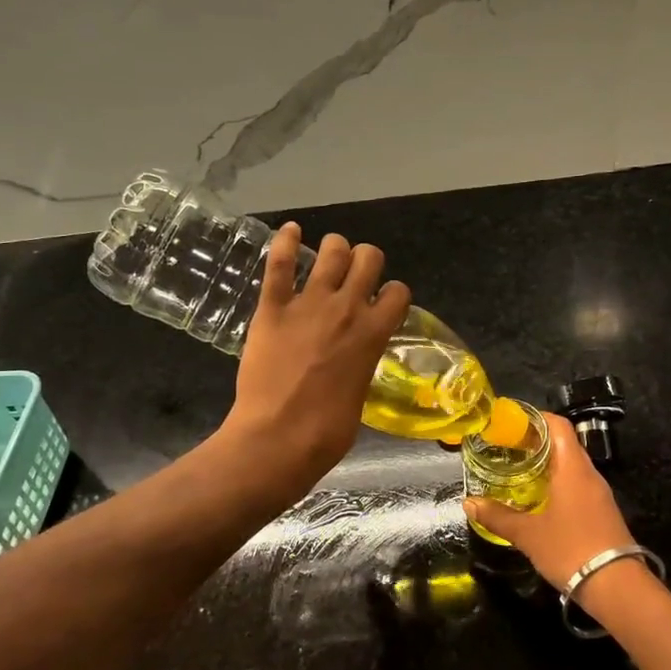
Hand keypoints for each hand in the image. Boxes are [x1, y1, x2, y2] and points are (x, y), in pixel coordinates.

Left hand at [221, 223, 411, 496]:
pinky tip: (289, 231)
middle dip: (365, 261)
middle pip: (369, 257)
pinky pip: (280, 263)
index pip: (398, 291)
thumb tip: (353, 361)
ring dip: (334, 249)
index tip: (381, 303)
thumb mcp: (359, 395)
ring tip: (327, 258)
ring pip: (331, 250)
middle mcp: (347, 308)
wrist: (278, 438)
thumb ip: (360, 364)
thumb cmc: (326, 432)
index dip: (392, 293)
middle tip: (354, 276)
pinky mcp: (272, 307)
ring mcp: (308, 303)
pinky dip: (284, 241)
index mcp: (374, 333)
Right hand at [464, 414, 638, 590]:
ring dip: (546, 463)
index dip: (535, 418)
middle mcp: (589, 474)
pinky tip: (538, 498)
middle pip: (563, 443)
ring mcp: (598, 494)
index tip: (509, 423)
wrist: (617, 587)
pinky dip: (556, 482)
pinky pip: (577, 484)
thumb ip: (497, 516)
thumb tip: (469, 502)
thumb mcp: (528, 534)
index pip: (558, 425)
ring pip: (571, 465)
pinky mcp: (602, 512)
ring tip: (517, 470)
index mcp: (572, 468)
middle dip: (535, 441)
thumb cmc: (570, 549)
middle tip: (505, 447)